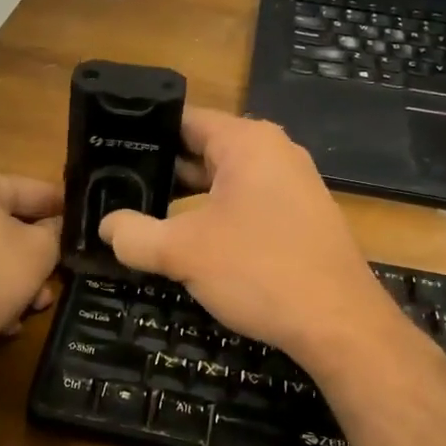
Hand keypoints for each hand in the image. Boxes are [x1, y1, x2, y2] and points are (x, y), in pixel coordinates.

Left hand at [0, 170, 61, 356]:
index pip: (28, 189)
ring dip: (10, 278)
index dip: (58, 205)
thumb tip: (54, 226)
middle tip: (53, 279)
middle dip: (32, 255)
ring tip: (29, 307)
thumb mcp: (39, 251)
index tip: (79, 219)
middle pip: (2, 224)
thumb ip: (54, 231)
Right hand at [98, 109, 402, 370]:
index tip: (109, 152)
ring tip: (142, 214)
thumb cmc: (259, 271)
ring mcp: (292, 184)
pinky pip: (247, 202)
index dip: (143, 134)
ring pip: (225, 180)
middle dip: (162, 170)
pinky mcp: (301, 216)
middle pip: (204, 149)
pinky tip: (189, 240)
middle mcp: (274, 152)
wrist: (340, 325)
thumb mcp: (183, 252)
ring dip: (187, 198)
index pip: (184, 120)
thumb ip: (135, 235)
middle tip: (116, 188)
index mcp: (247, 142)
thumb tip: (106, 226)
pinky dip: (215, 215)